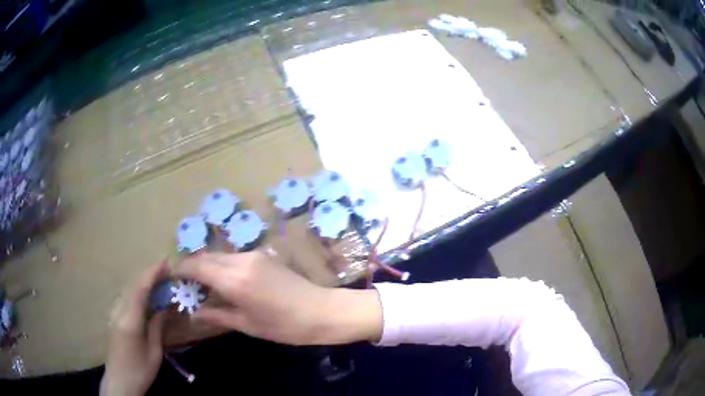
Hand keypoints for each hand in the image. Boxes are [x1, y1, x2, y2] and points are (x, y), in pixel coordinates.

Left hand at [101, 260, 168, 395]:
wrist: (119, 382)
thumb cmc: (140, 371)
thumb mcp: (154, 352)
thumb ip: (157, 327)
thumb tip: (164, 308)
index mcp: (129, 320)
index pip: (140, 289)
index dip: (152, 273)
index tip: (165, 261)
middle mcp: (118, 311)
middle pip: (133, 286)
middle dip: (149, 275)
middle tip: (165, 271)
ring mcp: (113, 314)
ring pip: (128, 291)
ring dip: (143, 283)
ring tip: (158, 282)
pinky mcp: (113, 318)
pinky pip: (125, 299)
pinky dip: (137, 292)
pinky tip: (145, 297)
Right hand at [176, 251, 382, 345]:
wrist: (321, 311)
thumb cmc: (284, 326)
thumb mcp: (247, 324)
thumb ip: (217, 315)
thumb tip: (194, 312)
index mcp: (234, 280)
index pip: (197, 266)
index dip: (182, 270)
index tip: (174, 280)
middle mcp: (240, 261)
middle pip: (207, 257)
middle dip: (193, 268)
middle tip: (188, 286)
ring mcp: (254, 255)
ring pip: (220, 255)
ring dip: (208, 266)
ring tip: (205, 286)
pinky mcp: (263, 255)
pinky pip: (234, 256)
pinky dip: (223, 265)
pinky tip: (225, 281)